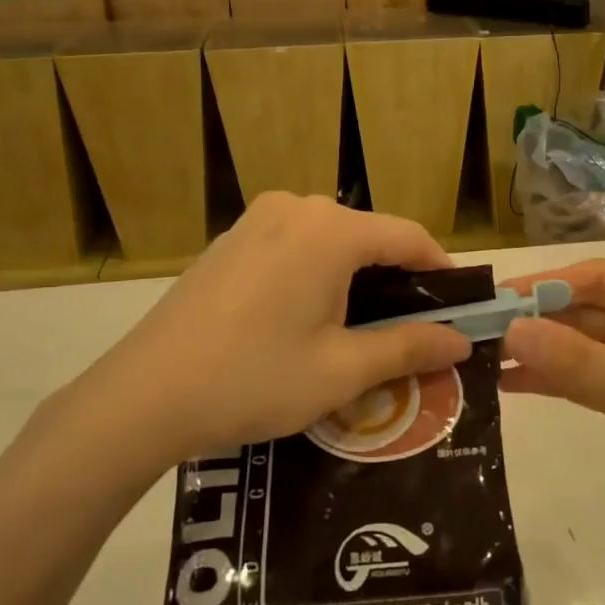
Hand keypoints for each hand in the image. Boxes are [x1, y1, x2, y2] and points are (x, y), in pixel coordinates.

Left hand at [74, 194, 470, 466]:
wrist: (143, 395)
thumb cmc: (253, 379)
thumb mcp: (341, 370)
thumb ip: (407, 347)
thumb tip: (460, 340)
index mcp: (329, 231)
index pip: (408, 237)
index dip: (441, 270)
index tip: (460, 307)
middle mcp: (295, 209)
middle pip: (368, 236)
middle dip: (398, 279)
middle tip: (414, 330)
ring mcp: (256, 221)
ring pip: (330, 242)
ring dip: (356, 278)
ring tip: (366, 329)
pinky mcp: (230, 241)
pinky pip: (293, 247)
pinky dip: (317, 275)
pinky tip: (310, 319)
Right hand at [499, 259, 604, 567]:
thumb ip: (581, 363)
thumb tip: (511, 329)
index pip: (600, 280)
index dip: (546, 286)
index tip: (495, 302)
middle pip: (587, 313)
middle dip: (536, 322)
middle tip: (477, 335)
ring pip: (583, 348)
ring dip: (539, 352)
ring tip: (484, 360)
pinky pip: (588, 382)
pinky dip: (554, 381)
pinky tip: (512, 386)